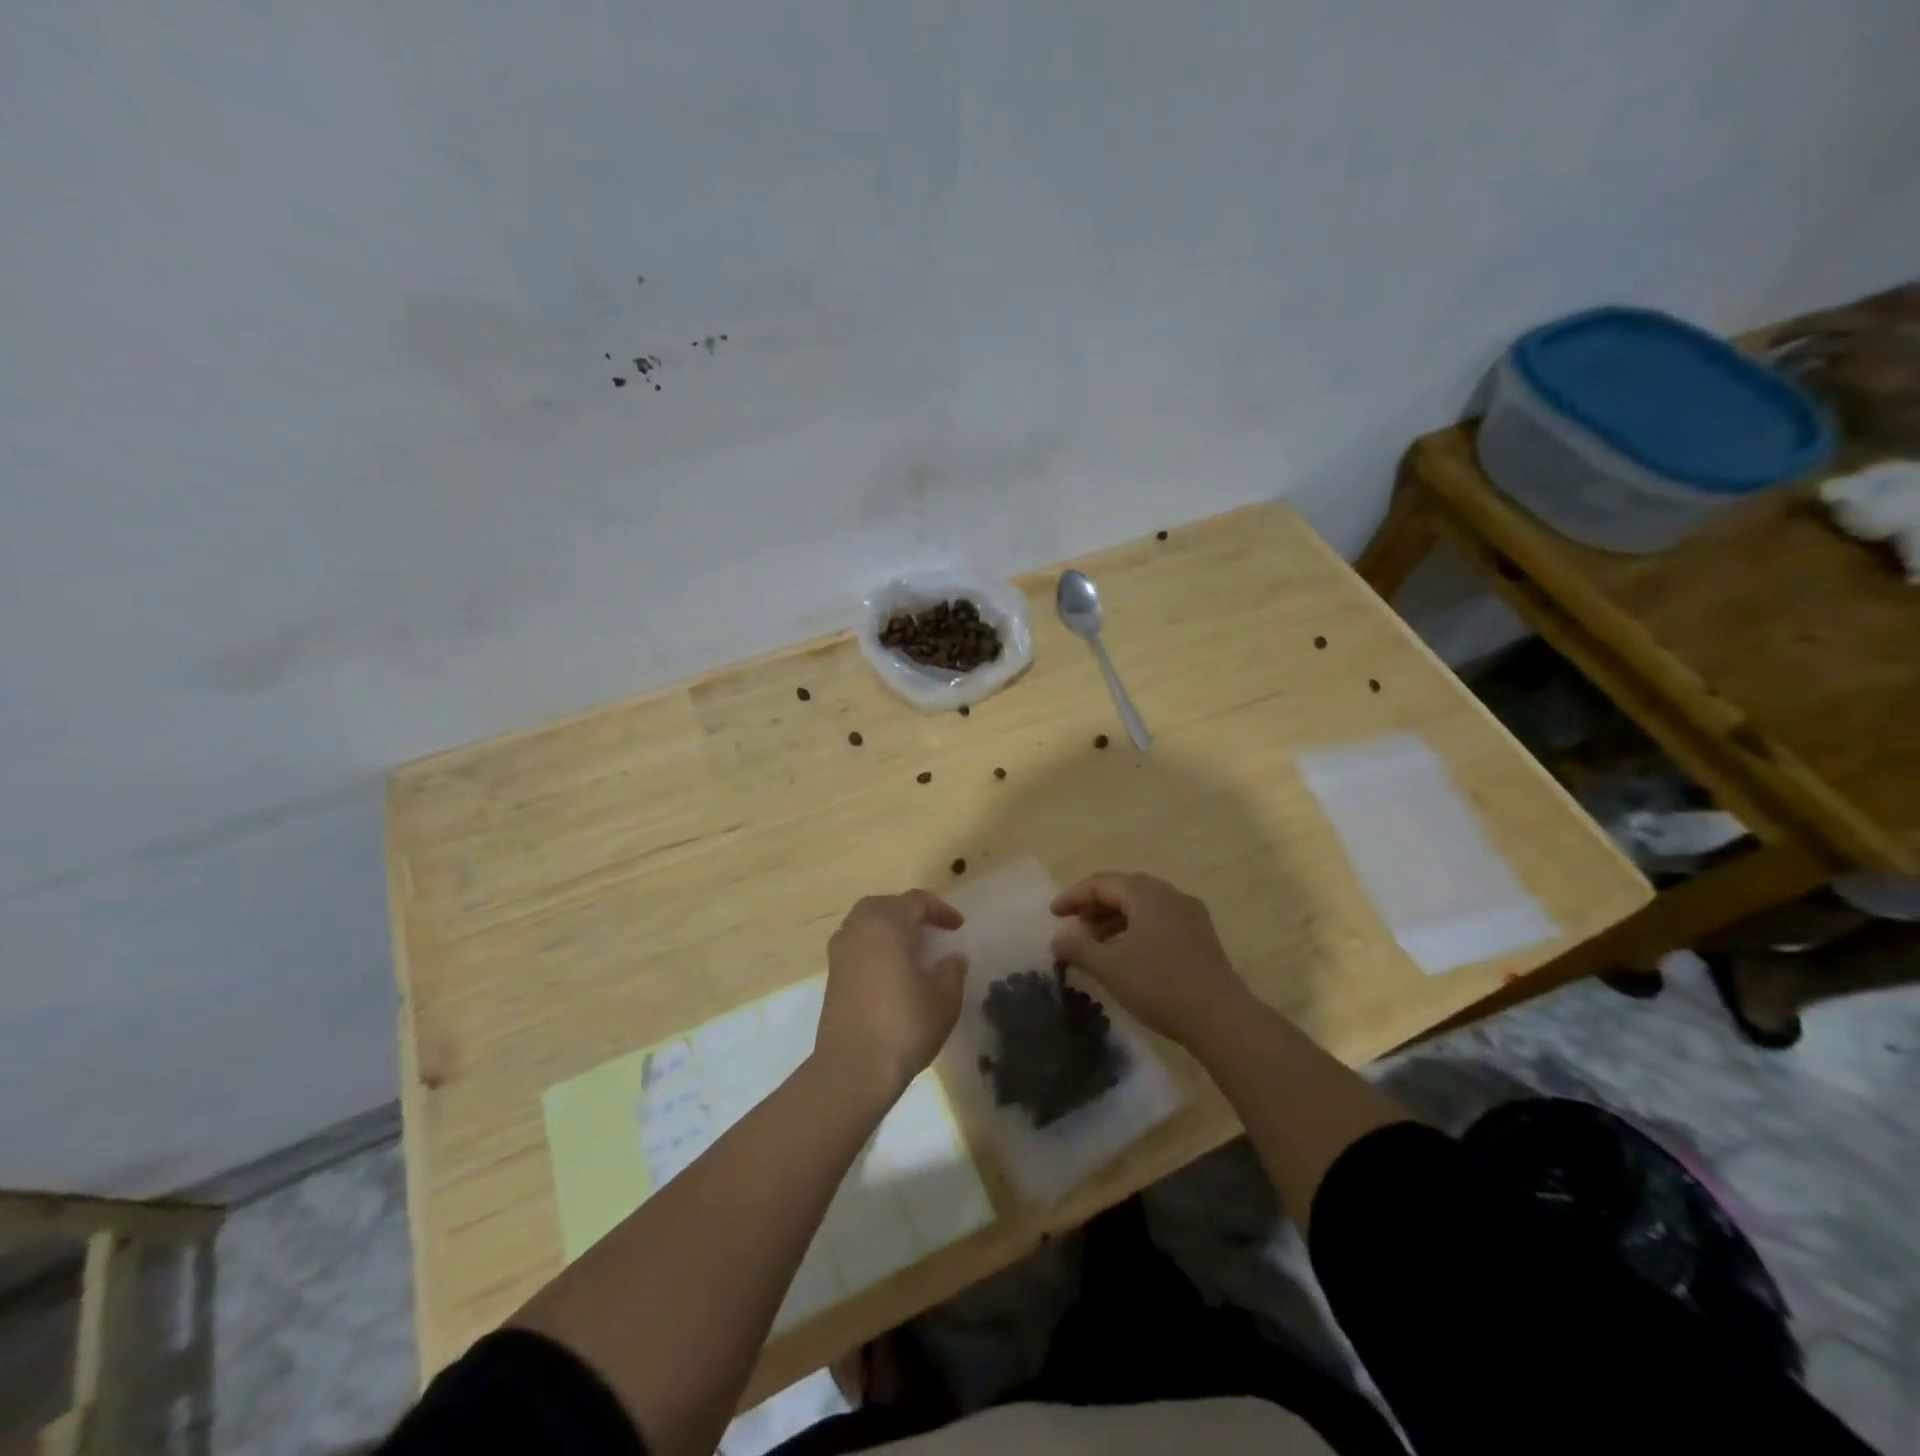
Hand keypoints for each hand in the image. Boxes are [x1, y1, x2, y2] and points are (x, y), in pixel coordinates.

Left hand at [817, 890, 968, 1099]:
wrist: (852, 1068)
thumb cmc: (904, 1026)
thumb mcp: (944, 999)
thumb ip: (952, 971)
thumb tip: (952, 958)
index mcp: (887, 923)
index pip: (916, 901)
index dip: (940, 910)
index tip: (958, 927)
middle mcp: (859, 928)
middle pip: (885, 905)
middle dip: (909, 912)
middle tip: (931, 930)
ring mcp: (840, 951)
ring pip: (866, 923)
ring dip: (889, 928)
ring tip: (911, 948)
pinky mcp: (831, 974)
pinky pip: (856, 944)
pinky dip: (874, 946)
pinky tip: (890, 969)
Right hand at [1050, 872, 1251, 1046]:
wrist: (1220, 1017)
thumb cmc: (1159, 985)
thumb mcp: (1109, 967)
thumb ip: (1078, 948)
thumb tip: (1058, 940)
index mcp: (1147, 894)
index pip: (1102, 883)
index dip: (1074, 897)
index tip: (1053, 914)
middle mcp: (1170, 895)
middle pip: (1123, 891)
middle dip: (1094, 907)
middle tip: (1072, 927)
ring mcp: (1190, 915)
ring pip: (1142, 907)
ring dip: (1114, 920)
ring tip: (1093, 944)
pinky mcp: (1200, 936)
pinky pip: (1159, 921)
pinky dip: (1135, 930)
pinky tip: (1124, 954)